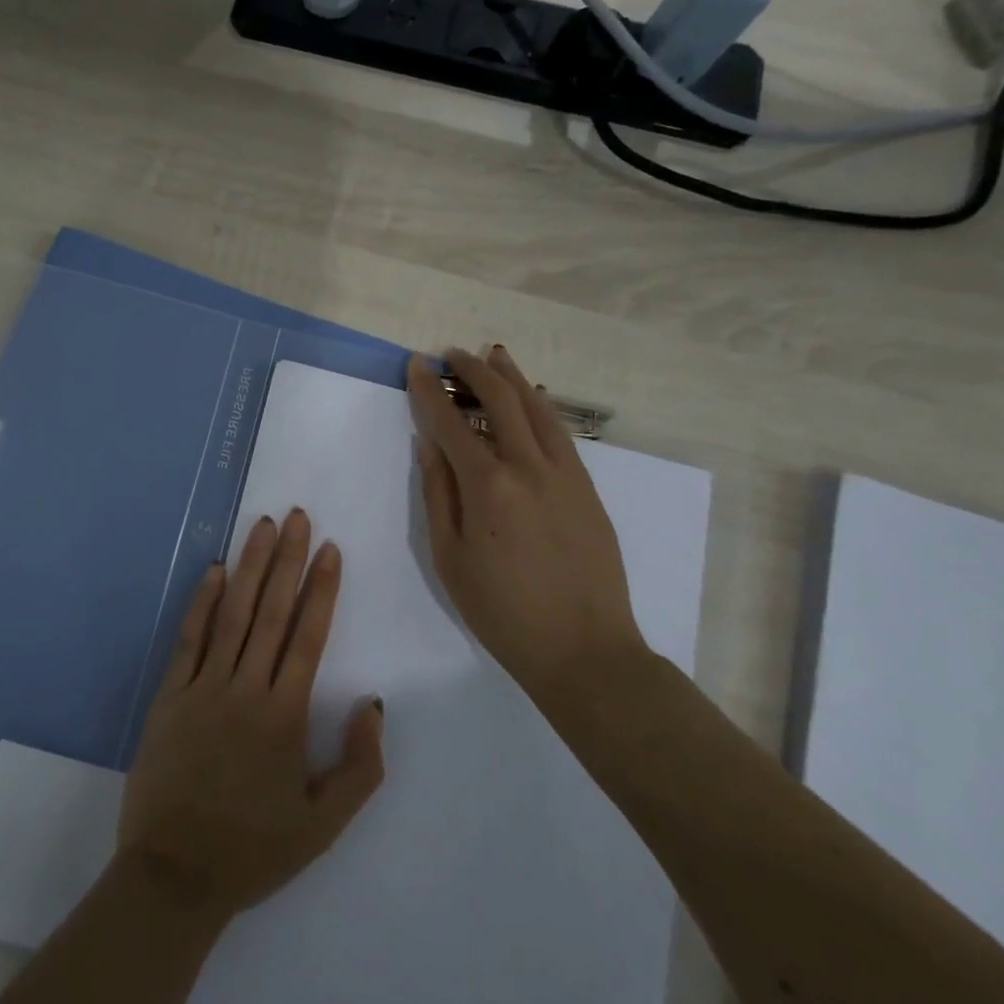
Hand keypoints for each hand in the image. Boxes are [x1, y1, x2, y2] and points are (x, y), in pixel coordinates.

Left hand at [118, 510, 386, 920]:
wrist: (175, 874)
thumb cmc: (253, 849)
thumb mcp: (323, 824)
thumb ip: (359, 766)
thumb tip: (373, 704)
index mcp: (284, 716)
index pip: (308, 637)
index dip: (321, 589)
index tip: (330, 549)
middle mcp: (245, 689)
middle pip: (271, 612)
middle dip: (288, 561)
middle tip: (298, 517)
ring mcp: (203, 687)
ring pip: (232, 614)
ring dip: (250, 567)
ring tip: (263, 527)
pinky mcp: (170, 694)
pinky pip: (189, 638)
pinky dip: (203, 602)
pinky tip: (216, 570)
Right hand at [407, 346, 647, 702]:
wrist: (584, 650)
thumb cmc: (501, 610)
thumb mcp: (449, 557)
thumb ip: (437, 493)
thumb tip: (430, 443)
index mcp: (488, 486)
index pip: (451, 422)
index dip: (430, 390)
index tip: (416, 364)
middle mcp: (529, 468)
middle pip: (501, 401)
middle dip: (473, 371)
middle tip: (452, 353)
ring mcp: (566, 475)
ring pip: (538, 408)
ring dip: (512, 378)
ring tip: (493, 357)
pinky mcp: (587, 488)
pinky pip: (560, 433)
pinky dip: (541, 406)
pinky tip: (532, 399)